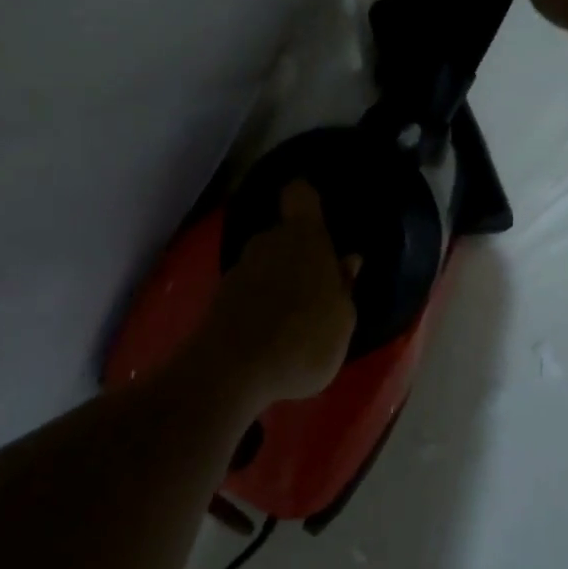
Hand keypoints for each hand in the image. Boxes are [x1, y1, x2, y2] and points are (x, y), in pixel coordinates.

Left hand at [192, 181, 360, 408]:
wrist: (231, 374)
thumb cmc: (303, 340)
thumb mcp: (343, 321)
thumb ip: (345, 287)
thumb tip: (348, 261)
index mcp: (304, 237)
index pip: (301, 194)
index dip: (308, 199)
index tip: (319, 215)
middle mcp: (268, 242)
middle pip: (285, 234)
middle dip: (299, 253)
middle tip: (318, 285)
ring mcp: (240, 268)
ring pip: (266, 263)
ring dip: (279, 281)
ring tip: (296, 317)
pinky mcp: (219, 298)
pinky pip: (250, 290)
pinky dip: (260, 304)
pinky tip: (272, 335)